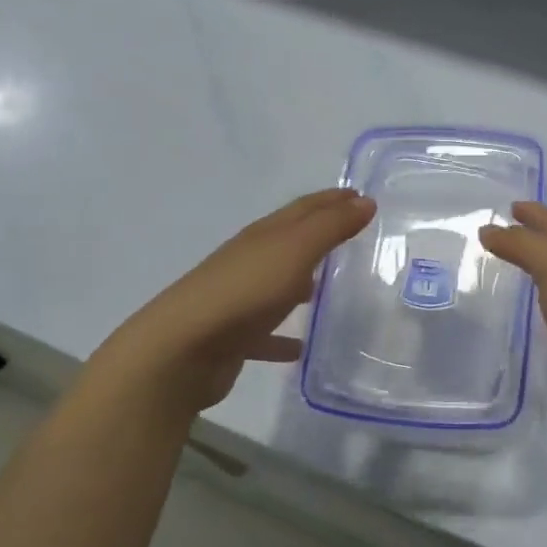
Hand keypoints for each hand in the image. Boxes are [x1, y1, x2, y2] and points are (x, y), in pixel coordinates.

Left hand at [97, 189, 375, 417]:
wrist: (182, 349)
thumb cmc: (245, 291)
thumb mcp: (295, 251)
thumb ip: (331, 227)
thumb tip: (364, 201)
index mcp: (264, 235)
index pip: (304, 208)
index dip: (333, 199)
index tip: (361, 197)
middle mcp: (249, 260)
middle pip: (289, 241)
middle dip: (319, 235)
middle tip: (353, 238)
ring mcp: (239, 298)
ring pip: (277, 284)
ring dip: (301, 283)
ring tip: (331, 290)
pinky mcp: (234, 337)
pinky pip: (266, 332)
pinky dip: (283, 336)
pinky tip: (301, 347)